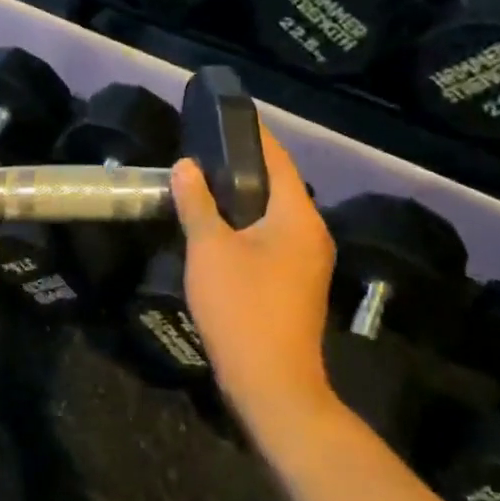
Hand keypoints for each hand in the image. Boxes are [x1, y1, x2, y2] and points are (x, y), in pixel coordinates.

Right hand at [170, 126, 335, 428]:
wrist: (272, 385)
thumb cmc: (242, 309)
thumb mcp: (209, 250)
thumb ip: (197, 203)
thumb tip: (187, 165)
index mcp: (298, 217)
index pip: (278, 159)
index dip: (252, 134)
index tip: (223, 115)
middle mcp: (312, 232)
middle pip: (278, 185)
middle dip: (243, 165)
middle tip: (203, 150)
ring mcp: (308, 261)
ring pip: (274, 213)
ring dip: (243, 197)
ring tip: (204, 183)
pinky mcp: (297, 283)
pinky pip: (273, 237)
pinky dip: (247, 223)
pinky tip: (218, 227)